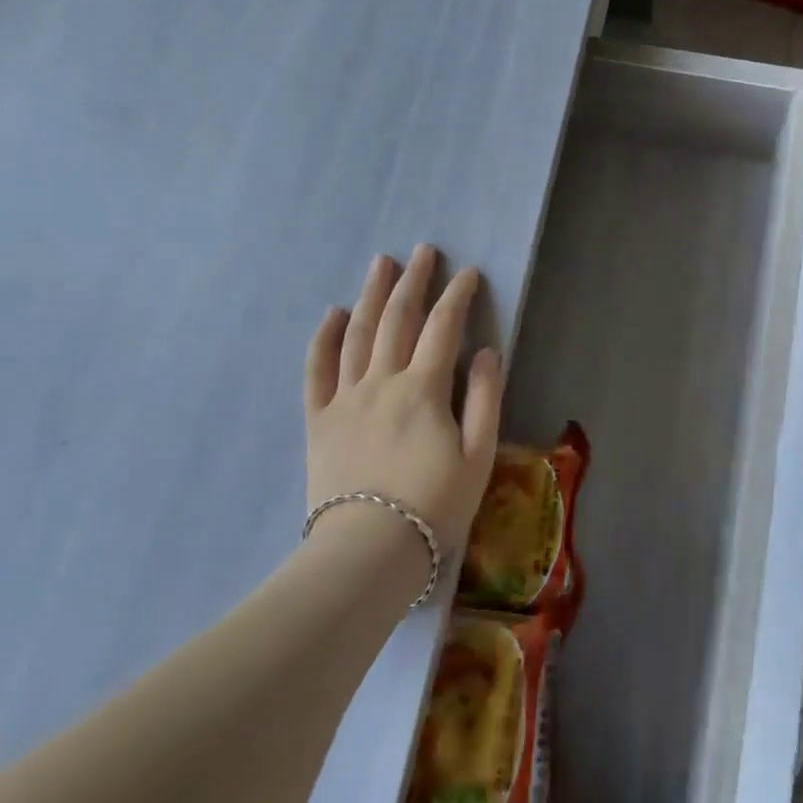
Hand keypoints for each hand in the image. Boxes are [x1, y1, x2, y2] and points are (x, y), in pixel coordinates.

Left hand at [305, 246, 504, 544]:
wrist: (368, 552)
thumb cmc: (434, 506)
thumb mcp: (479, 456)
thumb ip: (484, 398)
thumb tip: (485, 351)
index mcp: (423, 389)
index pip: (442, 327)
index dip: (458, 295)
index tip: (469, 271)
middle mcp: (382, 382)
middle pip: (397, 319)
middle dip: (413, 281)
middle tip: (422, 250)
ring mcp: (345, 398)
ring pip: (357, 334)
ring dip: (370, 295)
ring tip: (381, 265)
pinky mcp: (319, 420)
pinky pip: (317, 370)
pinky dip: (323, 338)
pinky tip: (331, 314)